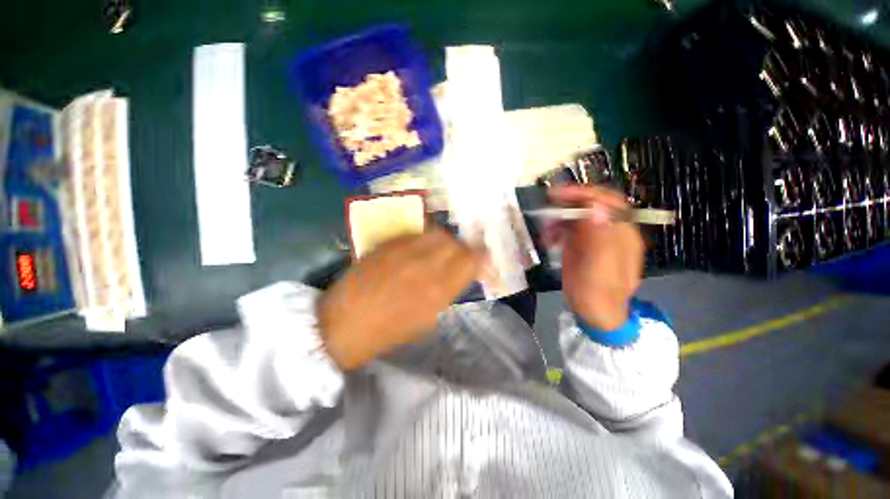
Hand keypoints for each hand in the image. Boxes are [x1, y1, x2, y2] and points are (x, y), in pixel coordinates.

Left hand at [318, 229, 481, 369]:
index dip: (481, 257)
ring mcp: (404, 251)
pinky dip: (425, 238)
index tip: (482, 260)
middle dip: (463, 248)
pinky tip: (420, 248)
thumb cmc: (389, 331)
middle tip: (460, 255)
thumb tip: (463, 274)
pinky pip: (416, 233)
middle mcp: (425, 265)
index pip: (471, 259)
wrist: (344, 325)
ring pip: (437, 233)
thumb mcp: (428, 318)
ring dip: (445, 240)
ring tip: (440, 250)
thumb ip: (448, 291)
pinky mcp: (387, 244)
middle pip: (456, 242)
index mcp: (438, 290)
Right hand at [547, 185, 643, 330]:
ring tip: (546, 230)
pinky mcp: (580, 244)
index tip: (561, 194)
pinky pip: (567, 228)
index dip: (586, 194)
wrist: (593, 312)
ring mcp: (593, 237)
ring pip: (576, 216)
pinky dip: (555, 229)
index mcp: (621, 235)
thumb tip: (595, 209)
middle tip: (547, 203)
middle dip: (569, 202)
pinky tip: (548, 239)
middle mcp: (608, 231)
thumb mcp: (600, 270)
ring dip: (559, 218)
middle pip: (591, 205)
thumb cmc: (600, 295)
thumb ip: (600, 239)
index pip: (608, 203)